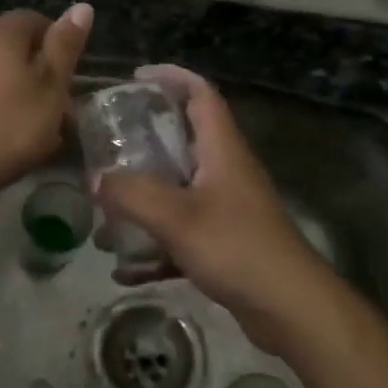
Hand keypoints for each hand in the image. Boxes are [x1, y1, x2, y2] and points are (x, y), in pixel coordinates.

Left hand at [0, 5, 91, 194]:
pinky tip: (8, 136)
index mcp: (1, 34)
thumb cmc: (10, 126)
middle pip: (14, 46)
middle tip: (60, 103)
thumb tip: (81, 6)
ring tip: (39, 126)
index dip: (57, 41)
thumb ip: (65, 47)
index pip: (34, 18)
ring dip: (20, 91)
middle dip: (40, 70)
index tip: (71, 72)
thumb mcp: (51, 87)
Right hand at [94, 66, 332, 352]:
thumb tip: (95, 179)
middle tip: (107, 145)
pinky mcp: (225, 243)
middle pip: (183, 139)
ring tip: (104, 212)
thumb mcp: (177, 218)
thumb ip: (132, 195)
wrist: (292, 311)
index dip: (171, 77)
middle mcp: (225, 171)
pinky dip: (154, 244)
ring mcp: (227, 208)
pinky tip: (124, 270)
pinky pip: (181, 232)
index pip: (200, 93)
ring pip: (178, 188)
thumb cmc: (237, 249)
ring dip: (143, 197)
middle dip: (144, 139)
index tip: (135, 78)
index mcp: (222, 149)